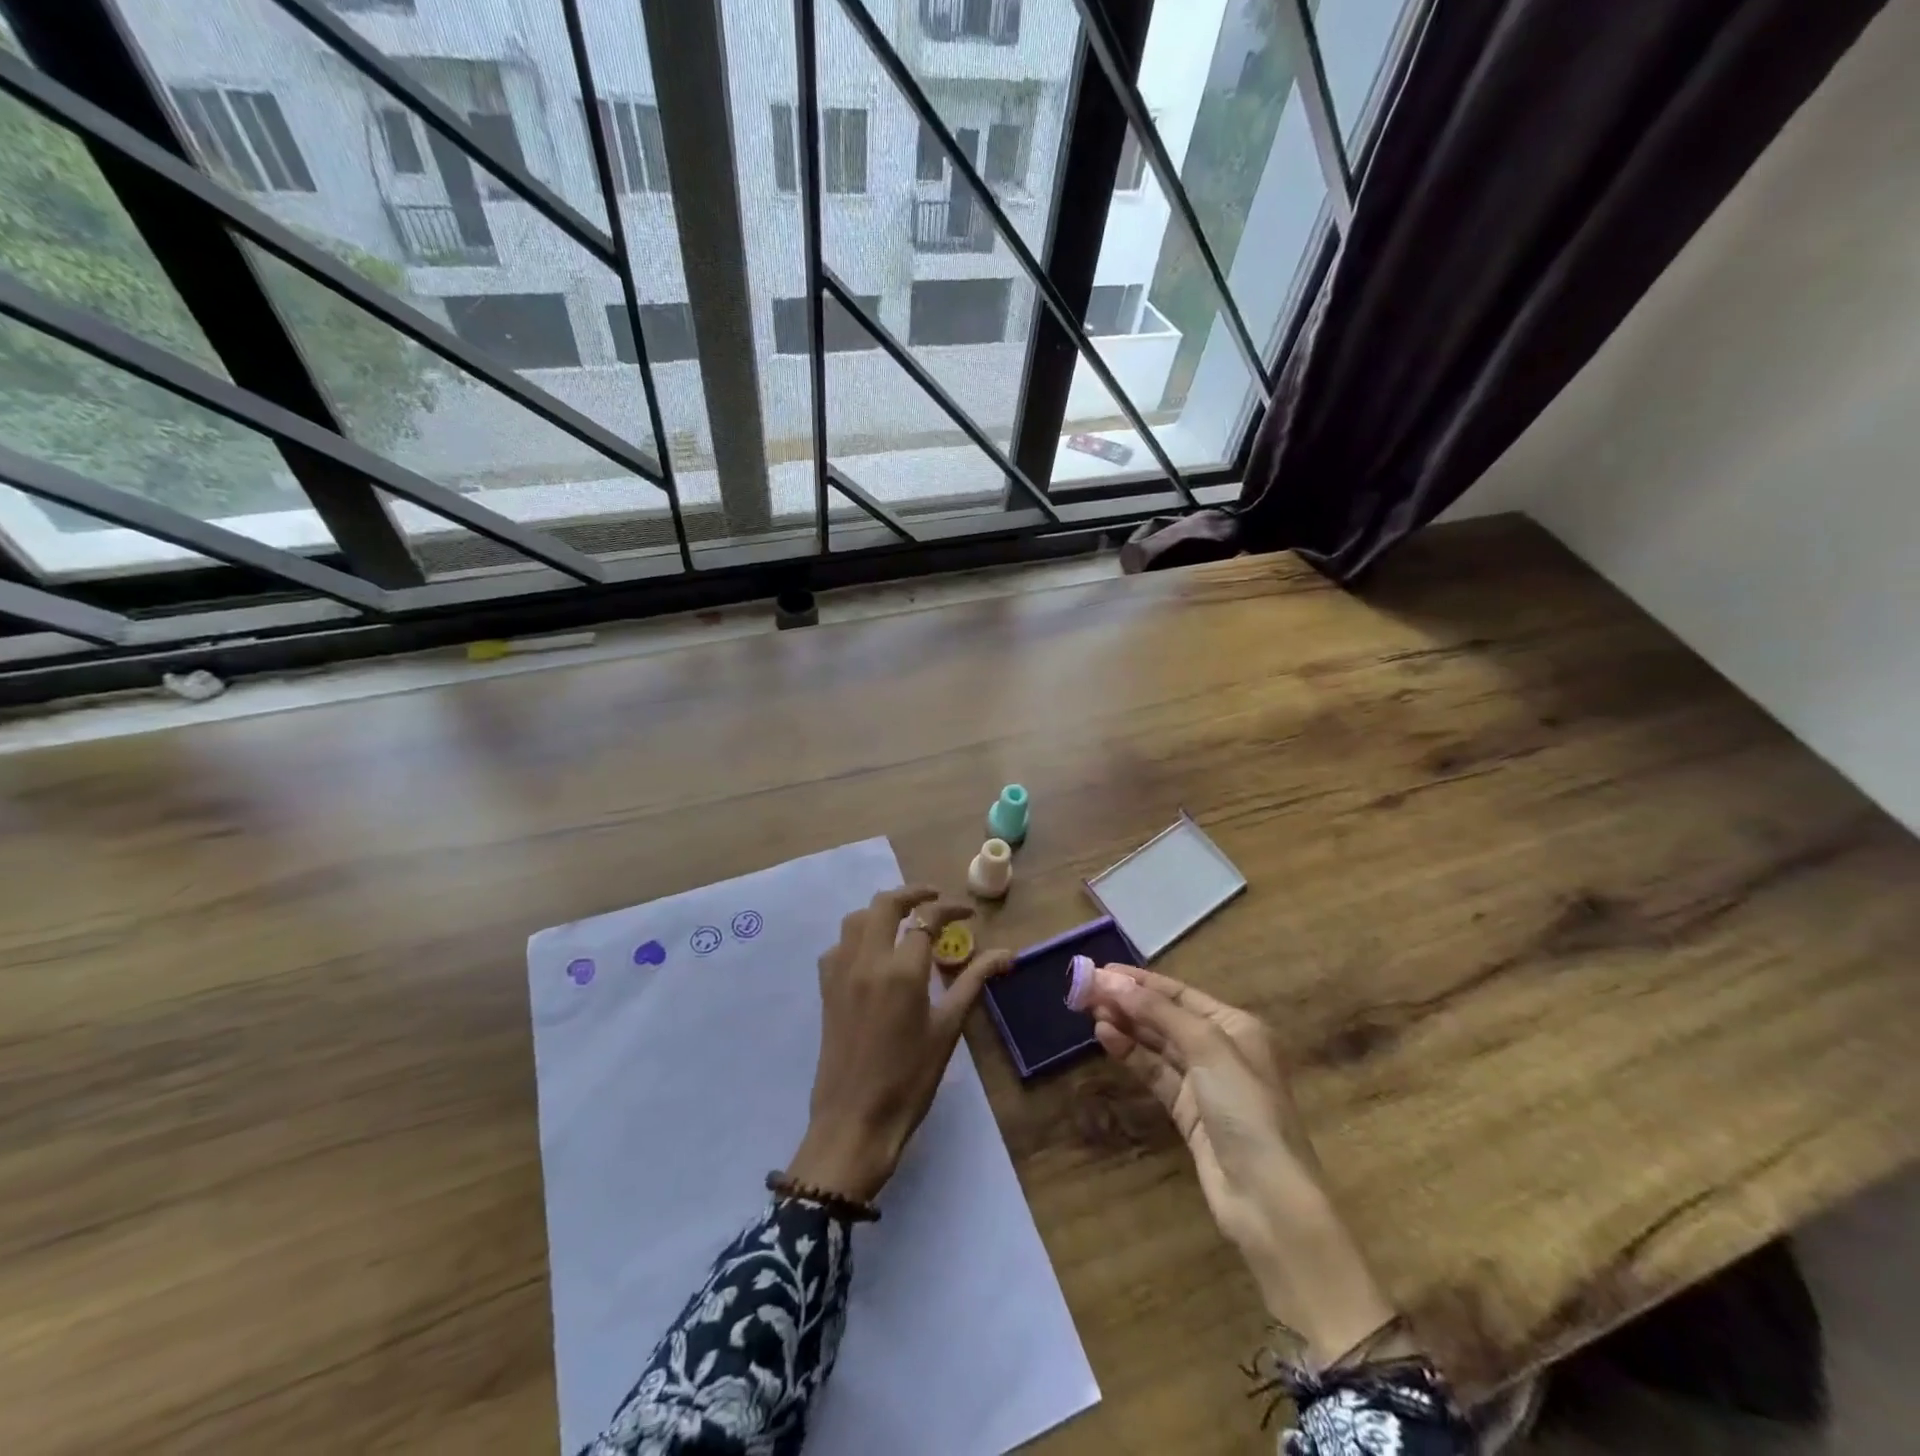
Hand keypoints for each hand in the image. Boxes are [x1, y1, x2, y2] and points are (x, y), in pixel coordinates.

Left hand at [787, 886, 1013, 1204]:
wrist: (854, 1120)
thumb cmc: (910, 1078)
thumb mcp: (948, 1028)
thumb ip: (974, 982)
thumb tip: (1006, 955)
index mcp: (902, 970)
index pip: (927, 918)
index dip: (950, 910)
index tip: (967, 915)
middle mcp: (867, 959)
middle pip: (885, 903)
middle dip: (912, 893)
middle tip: (934, 899)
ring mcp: (841, 971)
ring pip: (857, 918)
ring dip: (882, 910)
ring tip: (905, 920)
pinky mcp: (826, 987)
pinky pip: (839, 944)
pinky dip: (859, 935)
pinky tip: (874, 953)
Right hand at [1077, 963, 1407, 1363]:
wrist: (1267, 1199)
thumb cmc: (1246, 1110)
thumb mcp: (1207, 1049)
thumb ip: (1159, 1012)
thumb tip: (1112, 981)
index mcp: (1235, 1026)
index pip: (1179, 993)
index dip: (1139, 981)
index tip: (1099, 970)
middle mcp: (1221, 1048)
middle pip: (1166, 1016)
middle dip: (1128, 1001)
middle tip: (1084, 990)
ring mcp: (1204, 1082)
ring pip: (1157, 1044)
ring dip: (1126, 1025)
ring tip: (1090, 1011)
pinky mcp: (1188, 1112)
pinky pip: (1154, 1072)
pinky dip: (1131, 1054)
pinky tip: (1106, 1038)